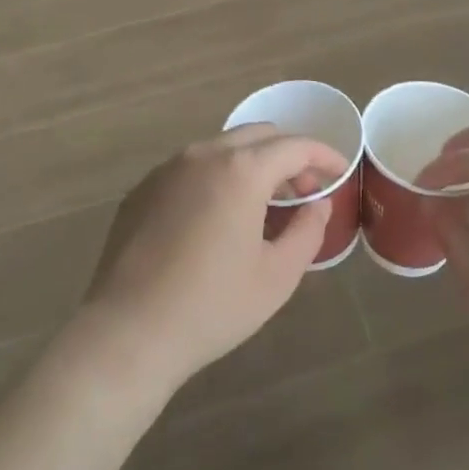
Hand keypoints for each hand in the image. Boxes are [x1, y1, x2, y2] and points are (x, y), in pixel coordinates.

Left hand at [76, 124, 345, 401]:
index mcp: (241, 170)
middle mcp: (203, 155)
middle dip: (288, 156)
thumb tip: (317, 205)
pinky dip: (217, 178)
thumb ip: (307, 231)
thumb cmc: (212, 306)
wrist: (128, 333)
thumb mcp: (277, 276)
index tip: (341, 171)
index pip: (295, 146)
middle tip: (304, 190)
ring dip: (252, 164)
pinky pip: (191, 168)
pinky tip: (217, 218)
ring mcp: (167, 169)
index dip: (324, 155)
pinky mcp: (142, 189)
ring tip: (263, 204)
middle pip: (258, 136)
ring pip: (222, 148)